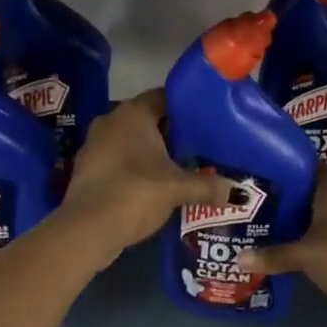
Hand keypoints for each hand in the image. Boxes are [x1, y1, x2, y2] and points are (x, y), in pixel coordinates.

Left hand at [58, 90, 225, 270]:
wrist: (86, 229)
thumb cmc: (135, 193)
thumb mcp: (177, 188)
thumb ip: (208, 186)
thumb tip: (240, 191)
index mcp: (133, 113)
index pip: (164, 96)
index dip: (186, 107)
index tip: (206, 120)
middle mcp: (112, 119)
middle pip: (149, 118)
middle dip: (171, 132)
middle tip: (199, 145)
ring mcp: (95, 143)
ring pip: (132, 140)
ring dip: (152, 151)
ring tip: (180, 166)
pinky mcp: (88, 167)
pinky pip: (119, 158)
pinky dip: (135, 167)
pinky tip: (154, 184)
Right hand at [239, 169, 326, 326]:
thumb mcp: (307, 254)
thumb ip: (273, 254)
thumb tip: (239, 259)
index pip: (302, 164)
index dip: (277, 164)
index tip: (249, 167)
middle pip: (302, 192)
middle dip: (275, 196)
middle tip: (240, 198)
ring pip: (307, 217)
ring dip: (284, 222)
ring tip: (248, 222)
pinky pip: (313, 240)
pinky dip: (296, 243)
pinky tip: (270, 249)